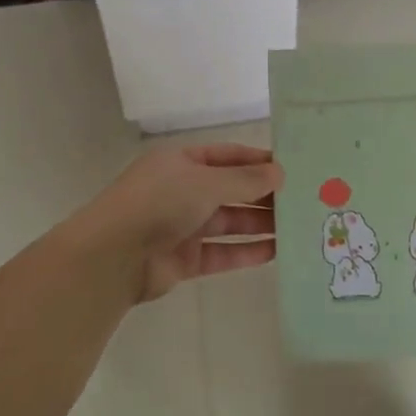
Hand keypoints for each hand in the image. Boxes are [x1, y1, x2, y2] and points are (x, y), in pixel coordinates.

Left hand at [80, 145, 280, 302]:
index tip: (292, 169)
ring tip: (296, 227)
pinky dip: (245, 251)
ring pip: (228, 221)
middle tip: (302, 200)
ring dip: (259, 224)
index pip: (228, 156)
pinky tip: (275, 252)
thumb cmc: (160, 203)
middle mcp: (182, 190)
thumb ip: (244, 180)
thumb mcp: (206, 182)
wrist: (113, 256)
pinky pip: (221, 252)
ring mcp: (183, 225)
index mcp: (182, 162)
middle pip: (230, 189)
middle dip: (263, 195)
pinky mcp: (184, 258)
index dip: (258, 161)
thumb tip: (280, 173)